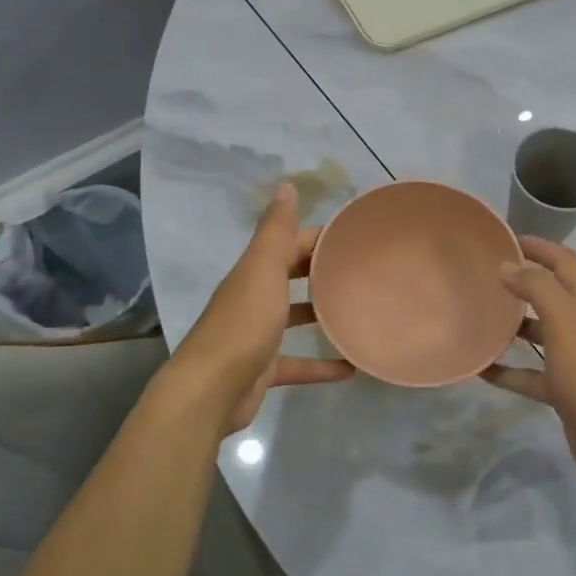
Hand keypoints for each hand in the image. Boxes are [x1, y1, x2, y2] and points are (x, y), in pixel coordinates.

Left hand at [169, 184, 352, 436]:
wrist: (212, 390)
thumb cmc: (243, 324)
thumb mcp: (263, 270)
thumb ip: (276, 231)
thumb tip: (287, 185)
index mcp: (254, 273)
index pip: (291, 244)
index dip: (320, 238)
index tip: (357, 237)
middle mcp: (255, 299)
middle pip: (292, 277)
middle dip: (323, 271)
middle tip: (363, 272)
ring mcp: (258, 336)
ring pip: (294, 318)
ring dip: (322, 314)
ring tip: (359, 311)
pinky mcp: (264, 370)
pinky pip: (299, 363)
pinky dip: (322, 365)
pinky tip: (351, 368)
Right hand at [482, 238, 575, 489]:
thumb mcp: (563, 318)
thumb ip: (535, 287)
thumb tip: (508, 266)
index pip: (564, 261)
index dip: (539, 246)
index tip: (505, 238)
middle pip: (551, 294)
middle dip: (522, 283)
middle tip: (484, 276)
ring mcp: (575, 358)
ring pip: (540, 333)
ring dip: (512, 326)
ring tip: (478, 317)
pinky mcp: (564, 389)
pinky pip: (530, 373)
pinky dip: (508, 370)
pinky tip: (480, 368)